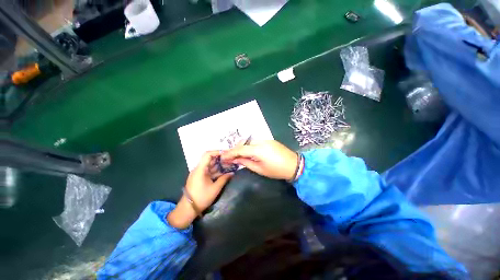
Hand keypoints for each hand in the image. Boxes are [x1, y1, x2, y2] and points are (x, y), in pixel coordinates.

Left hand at [167, 151, 232, 228]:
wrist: (188, 209)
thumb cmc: (201, 198)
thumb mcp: (215, 188)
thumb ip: (224, 179)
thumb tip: (232, 173)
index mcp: (200, 169)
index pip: (207, 155)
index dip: (217, 152)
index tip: (226, 153)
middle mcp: (198, 169)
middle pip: (209, 159)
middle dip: (220, 158)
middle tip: (230, 159)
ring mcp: (198, 173)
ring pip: (210, 165)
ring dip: (219, 164)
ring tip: (229, 165)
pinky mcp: (199, 177)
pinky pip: (209, 170)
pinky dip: (216, 170)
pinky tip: (223, 172)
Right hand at [221, 140, 299, 180]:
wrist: (294, 165)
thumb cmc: (276, 170)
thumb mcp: (260, 169)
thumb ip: (246, 162)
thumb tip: (236, 159)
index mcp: (258, 150)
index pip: (240, 149)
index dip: (230, 153)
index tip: (223, 157)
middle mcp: (261, 141)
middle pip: (244, 143)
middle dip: (236, 149)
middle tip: (231, 157)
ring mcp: (266, 139)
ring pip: (250, 141)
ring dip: (243, 147)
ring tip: (239, 155)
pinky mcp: (270, 140)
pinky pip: (256, 141)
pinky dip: (250, 146)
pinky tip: (249, 152)